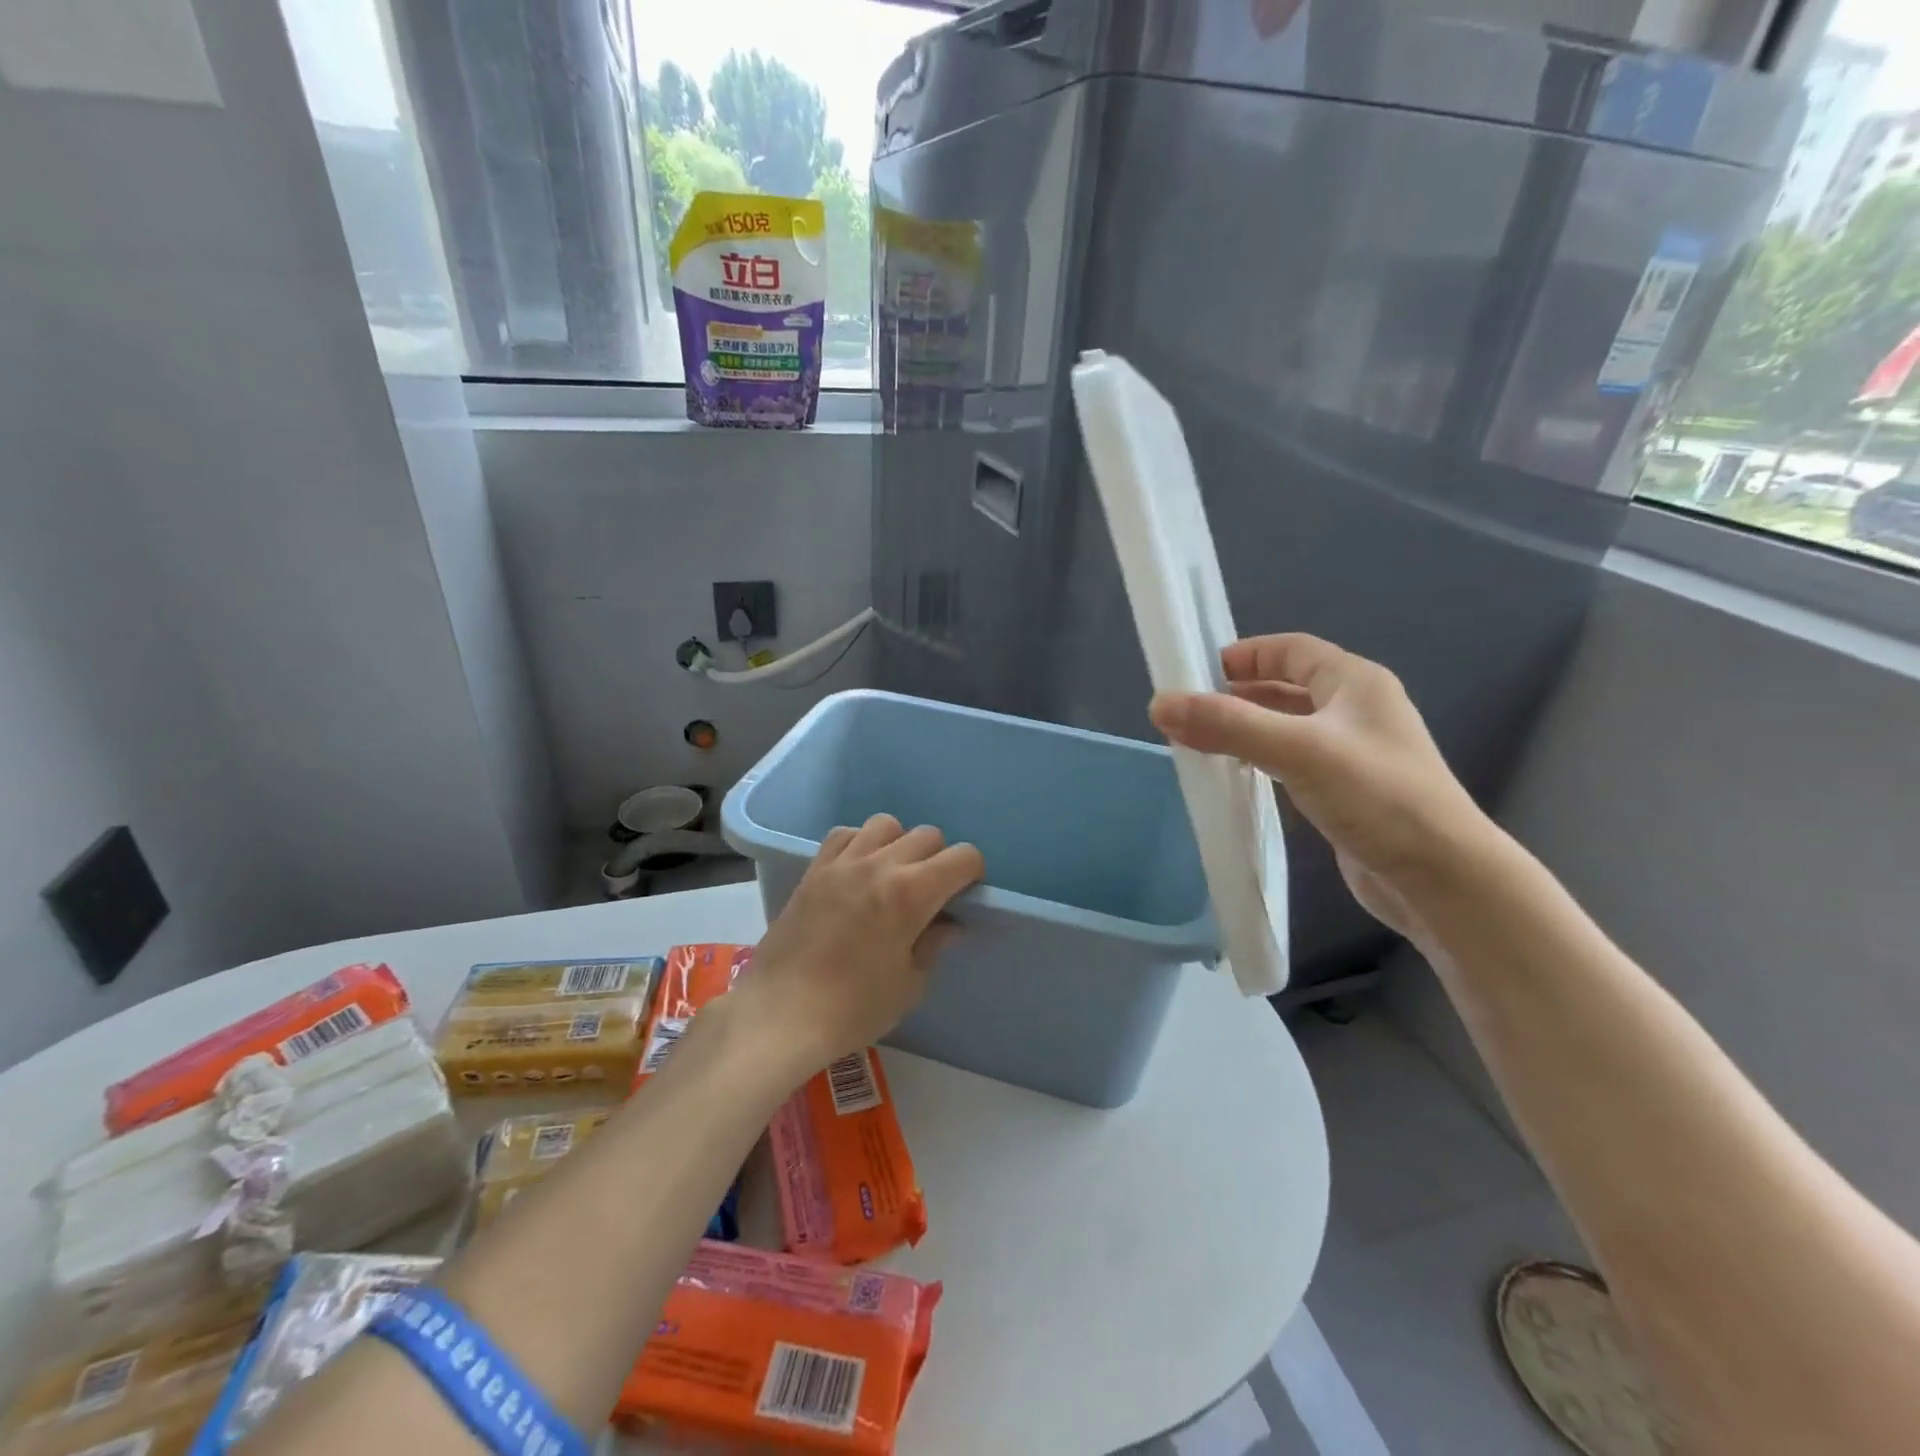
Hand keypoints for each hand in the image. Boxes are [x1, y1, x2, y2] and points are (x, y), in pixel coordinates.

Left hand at [733, 814, 983, 1077]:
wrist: (781, 1014)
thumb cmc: (853, 1008)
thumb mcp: (909, 984)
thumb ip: (934, 944)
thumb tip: (950, 923)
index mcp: (910, 893)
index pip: (962, 857)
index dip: (973, 874)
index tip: (965, 896)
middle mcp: (879, 865)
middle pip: (927, 835)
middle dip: (939, 860)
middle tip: (931, 894)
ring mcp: (842, 863)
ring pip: (886, 824)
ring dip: (899, 844)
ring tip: (892, 877)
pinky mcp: (814, 869)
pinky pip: (844, 834)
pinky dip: (860, 843)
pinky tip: (857, 871)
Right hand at [1148, 633, 1494, 946]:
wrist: (1442, 880)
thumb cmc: (1378, 798)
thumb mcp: (1298, 751)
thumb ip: (1229, 725)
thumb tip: (1158, 703)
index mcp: (1355, 683)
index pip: (1292, 649)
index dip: (1246, 654)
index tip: (1198, 672)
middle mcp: (1357, 710)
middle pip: (1287, 687)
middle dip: (1238, 695)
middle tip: (1190, 712)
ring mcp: (1354, 753)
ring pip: (1288, 726)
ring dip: (1247, 729)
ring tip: (1202, 743)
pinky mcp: (1347, 792)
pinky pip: (1293, 761)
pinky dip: (1262, 760)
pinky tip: (1238, 777)